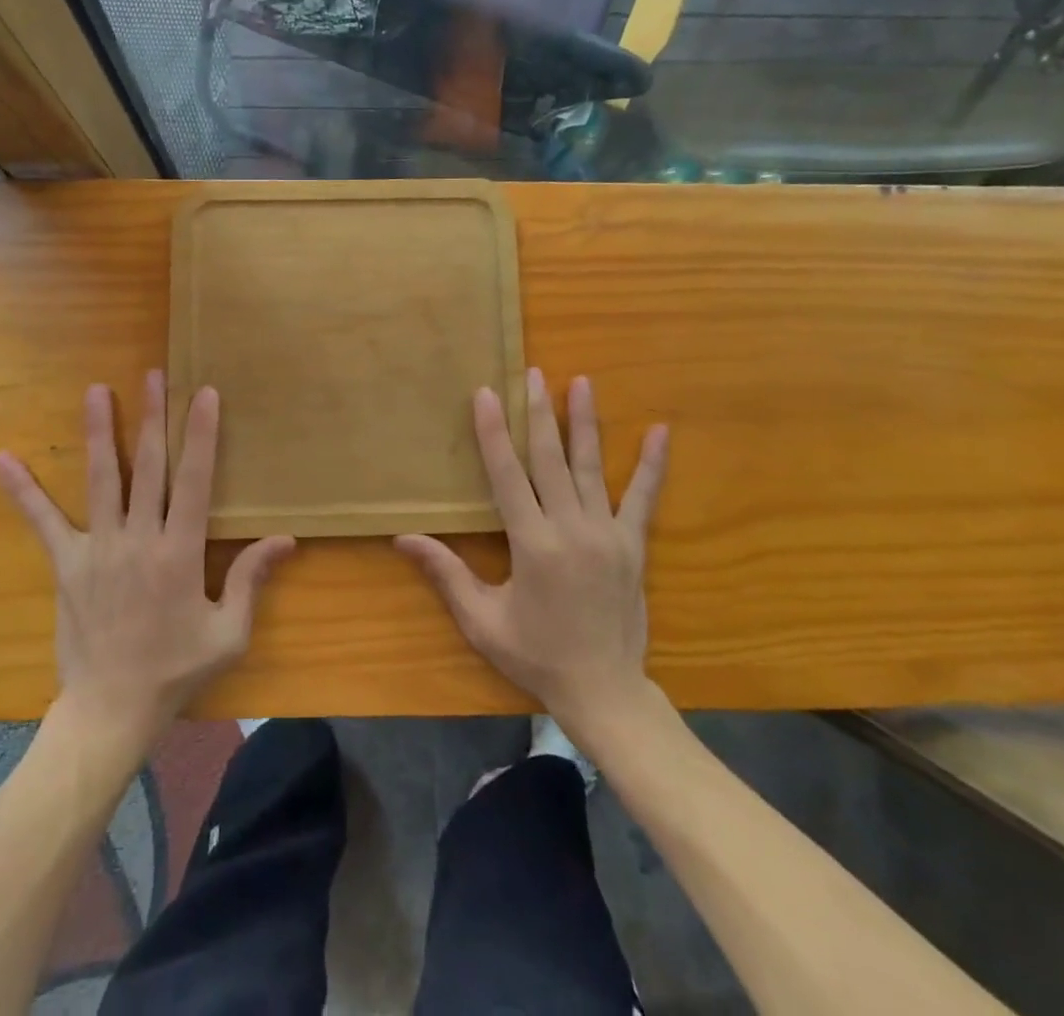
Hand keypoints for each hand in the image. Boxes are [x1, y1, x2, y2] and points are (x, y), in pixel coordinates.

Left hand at [0, 370, 295, 744]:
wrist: (111, 710)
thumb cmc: (176, 671)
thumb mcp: (228, 632)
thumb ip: (252, 579)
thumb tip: (285, 538)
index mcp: (180, 553)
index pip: (195, 480)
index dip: (201, 434)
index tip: (204, 394)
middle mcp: (138, 540)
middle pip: (149, 467)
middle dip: (153, 417)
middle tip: (154, 375)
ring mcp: (98, 549)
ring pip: (102, 479)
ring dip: (100, 433)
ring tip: (96, 391)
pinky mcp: (66, 564)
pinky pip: (43, 522)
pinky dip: (23, 490)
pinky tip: (2, 458)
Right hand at [395, 368, 667, 743]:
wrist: (604, 691)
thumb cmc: (535, 654)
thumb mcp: (482, 620)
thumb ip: (446, 574)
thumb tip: (403, 538)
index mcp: (533, 545)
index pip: (508, 476)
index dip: (494, 433)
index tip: (486, 394)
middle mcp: (572, 530)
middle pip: (550, 459)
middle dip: (538, 413)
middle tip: (532, 373)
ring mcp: (608, 534)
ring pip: (591, 467)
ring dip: (585, 422)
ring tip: (582, 382)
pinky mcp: (633, 545)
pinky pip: (644, 498)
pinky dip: (652, 464)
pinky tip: (660, 431)